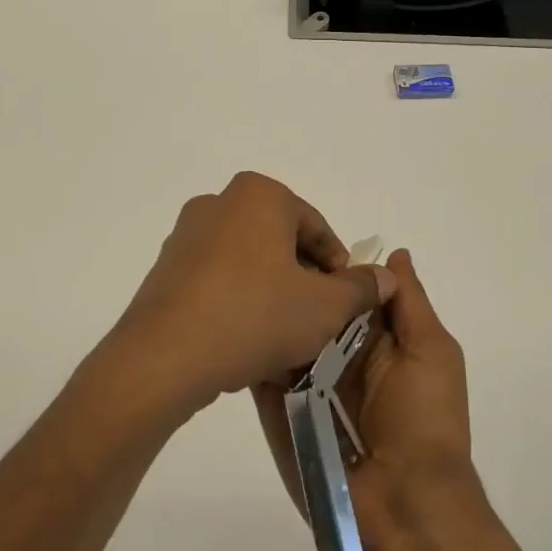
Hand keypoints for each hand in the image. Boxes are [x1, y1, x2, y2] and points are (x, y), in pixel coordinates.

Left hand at [106, 172, 395, 421]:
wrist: (165, 355)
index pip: (316, 228)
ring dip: (272, 294)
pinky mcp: (167, 268)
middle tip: (320, 322)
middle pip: (280, 242)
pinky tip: (248, 342)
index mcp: (259, 195)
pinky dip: (238, 302)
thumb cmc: (254, 316)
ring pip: (248, 263)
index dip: (339, 267)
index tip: (347, 304)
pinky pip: (217, 280)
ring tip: (286, 338)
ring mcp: (187, 235)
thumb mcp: (324, 306)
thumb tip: (387, 276)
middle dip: (304, 280)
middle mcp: (220, 203)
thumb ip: (360, 288)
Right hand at [253, 248, 476, 544]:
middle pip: (311, 310)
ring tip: (238, 281)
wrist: (404, 507)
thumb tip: (394, 255)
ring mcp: (306, 385)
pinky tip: (230, 322)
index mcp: (377, 341)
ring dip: (268, 315)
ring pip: (283, 337)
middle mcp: (338, 358)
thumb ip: (410, 302)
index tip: (299, 236)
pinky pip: (263, 376)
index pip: (347, 291)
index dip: (328, 265)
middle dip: (293, 287)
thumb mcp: (431, 351)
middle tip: (261, 254)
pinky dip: (251, 352)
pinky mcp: (281, 412)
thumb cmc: (425, 420)